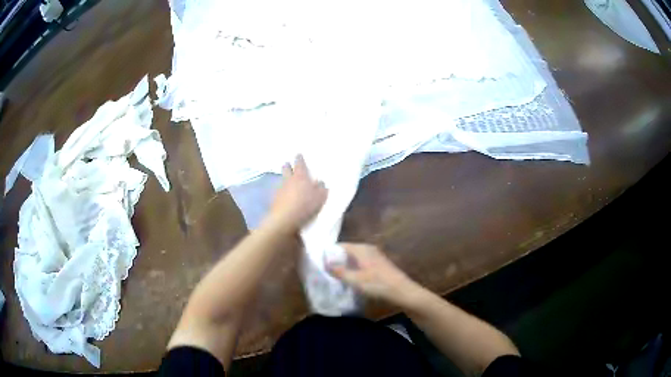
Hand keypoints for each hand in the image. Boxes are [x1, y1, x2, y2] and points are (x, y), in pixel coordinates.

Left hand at [266, 155, 327, 233]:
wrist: (286, 218)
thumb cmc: (306, 205)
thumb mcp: (320, 197)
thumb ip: (321, 188)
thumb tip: (320, 182)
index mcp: (300, 176)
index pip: (299, 163)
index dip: (299, 158)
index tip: (298, 155)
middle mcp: (288, 180)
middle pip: (286, 168)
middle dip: (287, 165)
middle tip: (289, 165)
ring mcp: (280, 189)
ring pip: (281, 179)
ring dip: (284, 179)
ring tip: (288, 182)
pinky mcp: (274, 199)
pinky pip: (279, 192)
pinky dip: (282, 192)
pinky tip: (284, 196)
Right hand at [327, 243, 418, 305]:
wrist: (403, 292)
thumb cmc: (378, 284)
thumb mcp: (355, 280)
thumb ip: (339, 271)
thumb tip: (325, 263)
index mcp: (362, 249)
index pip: (341, 246)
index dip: (330, 253)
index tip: (320, 263)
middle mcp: (368, 248)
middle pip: (347, 251)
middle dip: (337, 260)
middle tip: (325, 271)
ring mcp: (375, 256)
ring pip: (355, 258)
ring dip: (346, 265)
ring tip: (335, 276)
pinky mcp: (379, 264)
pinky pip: (361, 263)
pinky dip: (354, 268)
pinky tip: (351, 279)